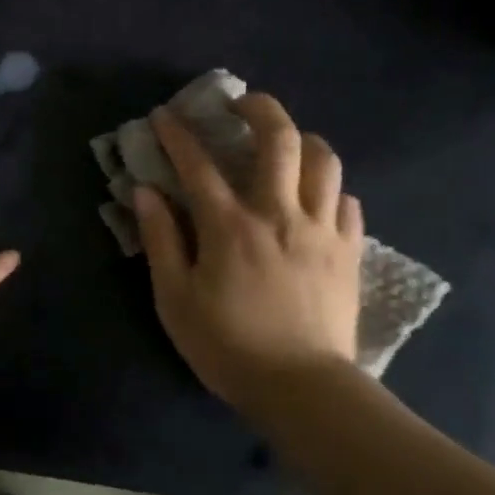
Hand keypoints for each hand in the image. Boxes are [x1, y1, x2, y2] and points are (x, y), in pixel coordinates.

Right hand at [134, 93, 362, 418]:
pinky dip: (329, 189)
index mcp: (230, 227)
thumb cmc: (227, 346)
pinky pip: (346, 201)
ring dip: (302, 140)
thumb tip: (146, 192)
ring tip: (284, 144)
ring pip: (324, 161)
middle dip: (259, 108)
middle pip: (279, 140)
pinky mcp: (348, 251)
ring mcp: (321, 230)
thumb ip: (160, 241)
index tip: (164, 115)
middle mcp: (280, 214)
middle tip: (242, 104)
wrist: (302, 390)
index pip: (198, 165)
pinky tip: (315, 198)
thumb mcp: (175, 299)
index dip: (178, 134)